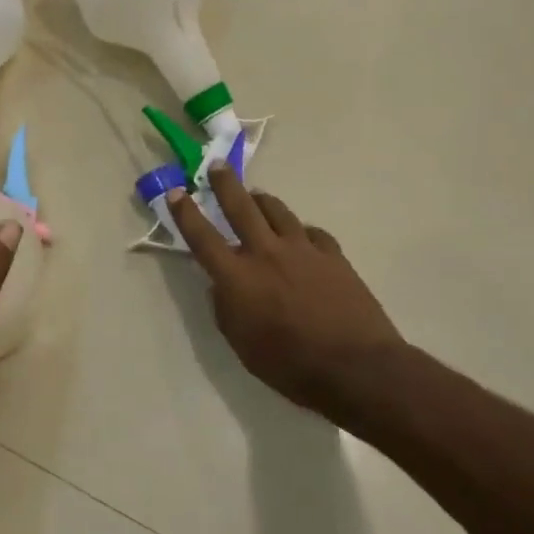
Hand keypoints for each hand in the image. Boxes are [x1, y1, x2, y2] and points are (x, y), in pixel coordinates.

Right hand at [169, 164, 406, 432]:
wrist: (357, 367)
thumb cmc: (291, 366)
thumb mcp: (243, 347)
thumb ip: (226, 311)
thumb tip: (221, 287)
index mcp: (238, 278)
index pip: (203, 238)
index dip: (186, 213)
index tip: (176, 192)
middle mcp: (267, 253)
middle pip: (241, 207)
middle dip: (225, 184)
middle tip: (218, 166)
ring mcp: (304, 250)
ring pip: (278, 211)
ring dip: (262, 200)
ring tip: (256, 195)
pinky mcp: (333, 256)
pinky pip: (312, 232)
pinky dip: (300, 231)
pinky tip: (301, 236)